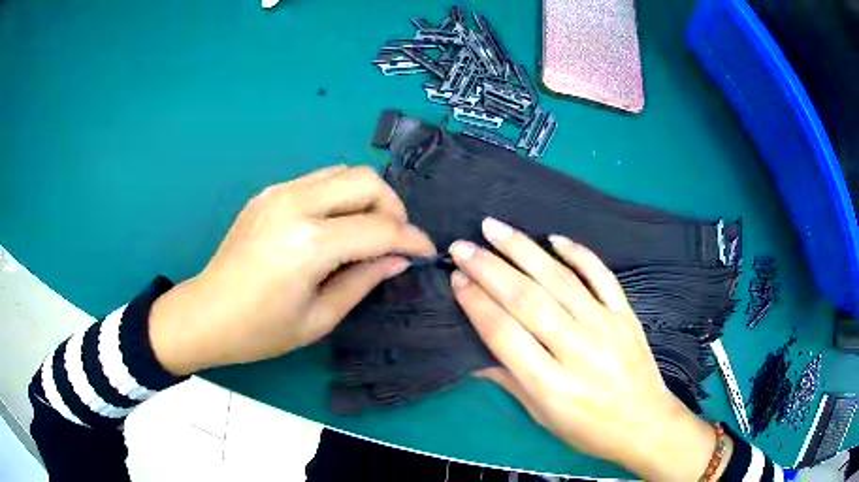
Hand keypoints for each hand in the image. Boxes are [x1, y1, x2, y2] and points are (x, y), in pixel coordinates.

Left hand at [149, 165, 435, 375]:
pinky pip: (318, 180)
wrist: (206, 314)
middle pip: (366, 180)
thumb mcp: (320, 318)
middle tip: (395, 238)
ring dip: (366, 197)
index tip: (426, 251)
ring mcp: (279, 192)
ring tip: (368, 230)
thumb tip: (398, 259)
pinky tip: (334, 226)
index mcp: (309, 243)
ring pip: (343, 171)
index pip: (379, 228)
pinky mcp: (268, 192)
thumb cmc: (261, 330)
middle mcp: (296, 203)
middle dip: (393, 207)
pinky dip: (339, 196)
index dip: (411, 239)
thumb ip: (363, 281)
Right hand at [448, 218, 730, 480]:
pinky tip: (554, 237)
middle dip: (490, 269)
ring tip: (494, 228)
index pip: (505, 335)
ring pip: (560, 281)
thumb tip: (471, 353)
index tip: (456, 279)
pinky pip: (602, 276)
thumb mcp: (541, 416)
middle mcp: (578, 351)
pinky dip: (579, 254)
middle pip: (528, 301)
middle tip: (462, 246)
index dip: (477, 304)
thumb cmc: (588, 429)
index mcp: (552, 385)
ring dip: (524, 251)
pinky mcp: (626, 315)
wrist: (645, 424)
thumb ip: (508, 380)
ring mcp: (607, 328)